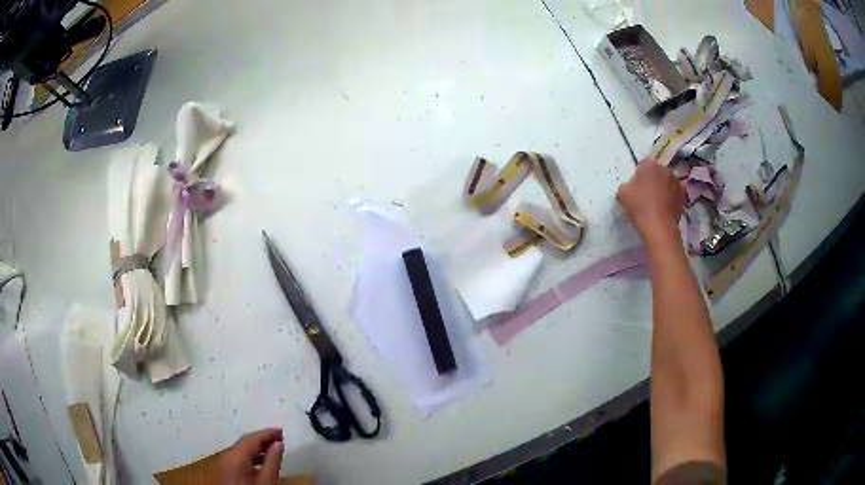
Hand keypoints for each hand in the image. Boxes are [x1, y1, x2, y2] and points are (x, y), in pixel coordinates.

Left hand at [219, 428, 284, 484]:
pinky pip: (238, 457)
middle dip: (263, 439)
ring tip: (274, 449)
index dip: (267, 433)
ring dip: (258, 448)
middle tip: (280, 438)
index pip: (252, 438)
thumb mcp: (267, 482)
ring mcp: (224, 463)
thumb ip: (273, 462)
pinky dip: (251, 456)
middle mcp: (227, 456)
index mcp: (236, 456)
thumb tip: (278, 444)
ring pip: (242, 450)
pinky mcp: (225, 471)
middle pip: (245, 442)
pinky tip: (262, 462)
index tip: (282, 431)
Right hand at [617, 160, 683, 241]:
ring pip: (666, 183)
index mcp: (649, 165)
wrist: (659, 227)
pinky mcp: (683, 197)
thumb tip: (633, 187)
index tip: (636, 188)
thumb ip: (627, 185)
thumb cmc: (639, 207)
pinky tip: (663, 210)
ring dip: (662, 189)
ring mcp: (676, 183)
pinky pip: (673, 195)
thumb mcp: (622, 193)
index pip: (643, 165)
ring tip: (656, 204)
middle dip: (652, 180)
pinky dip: (669, 199)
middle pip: (657, 172)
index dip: (639, 176)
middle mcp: (665, 169)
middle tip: (645, 195)